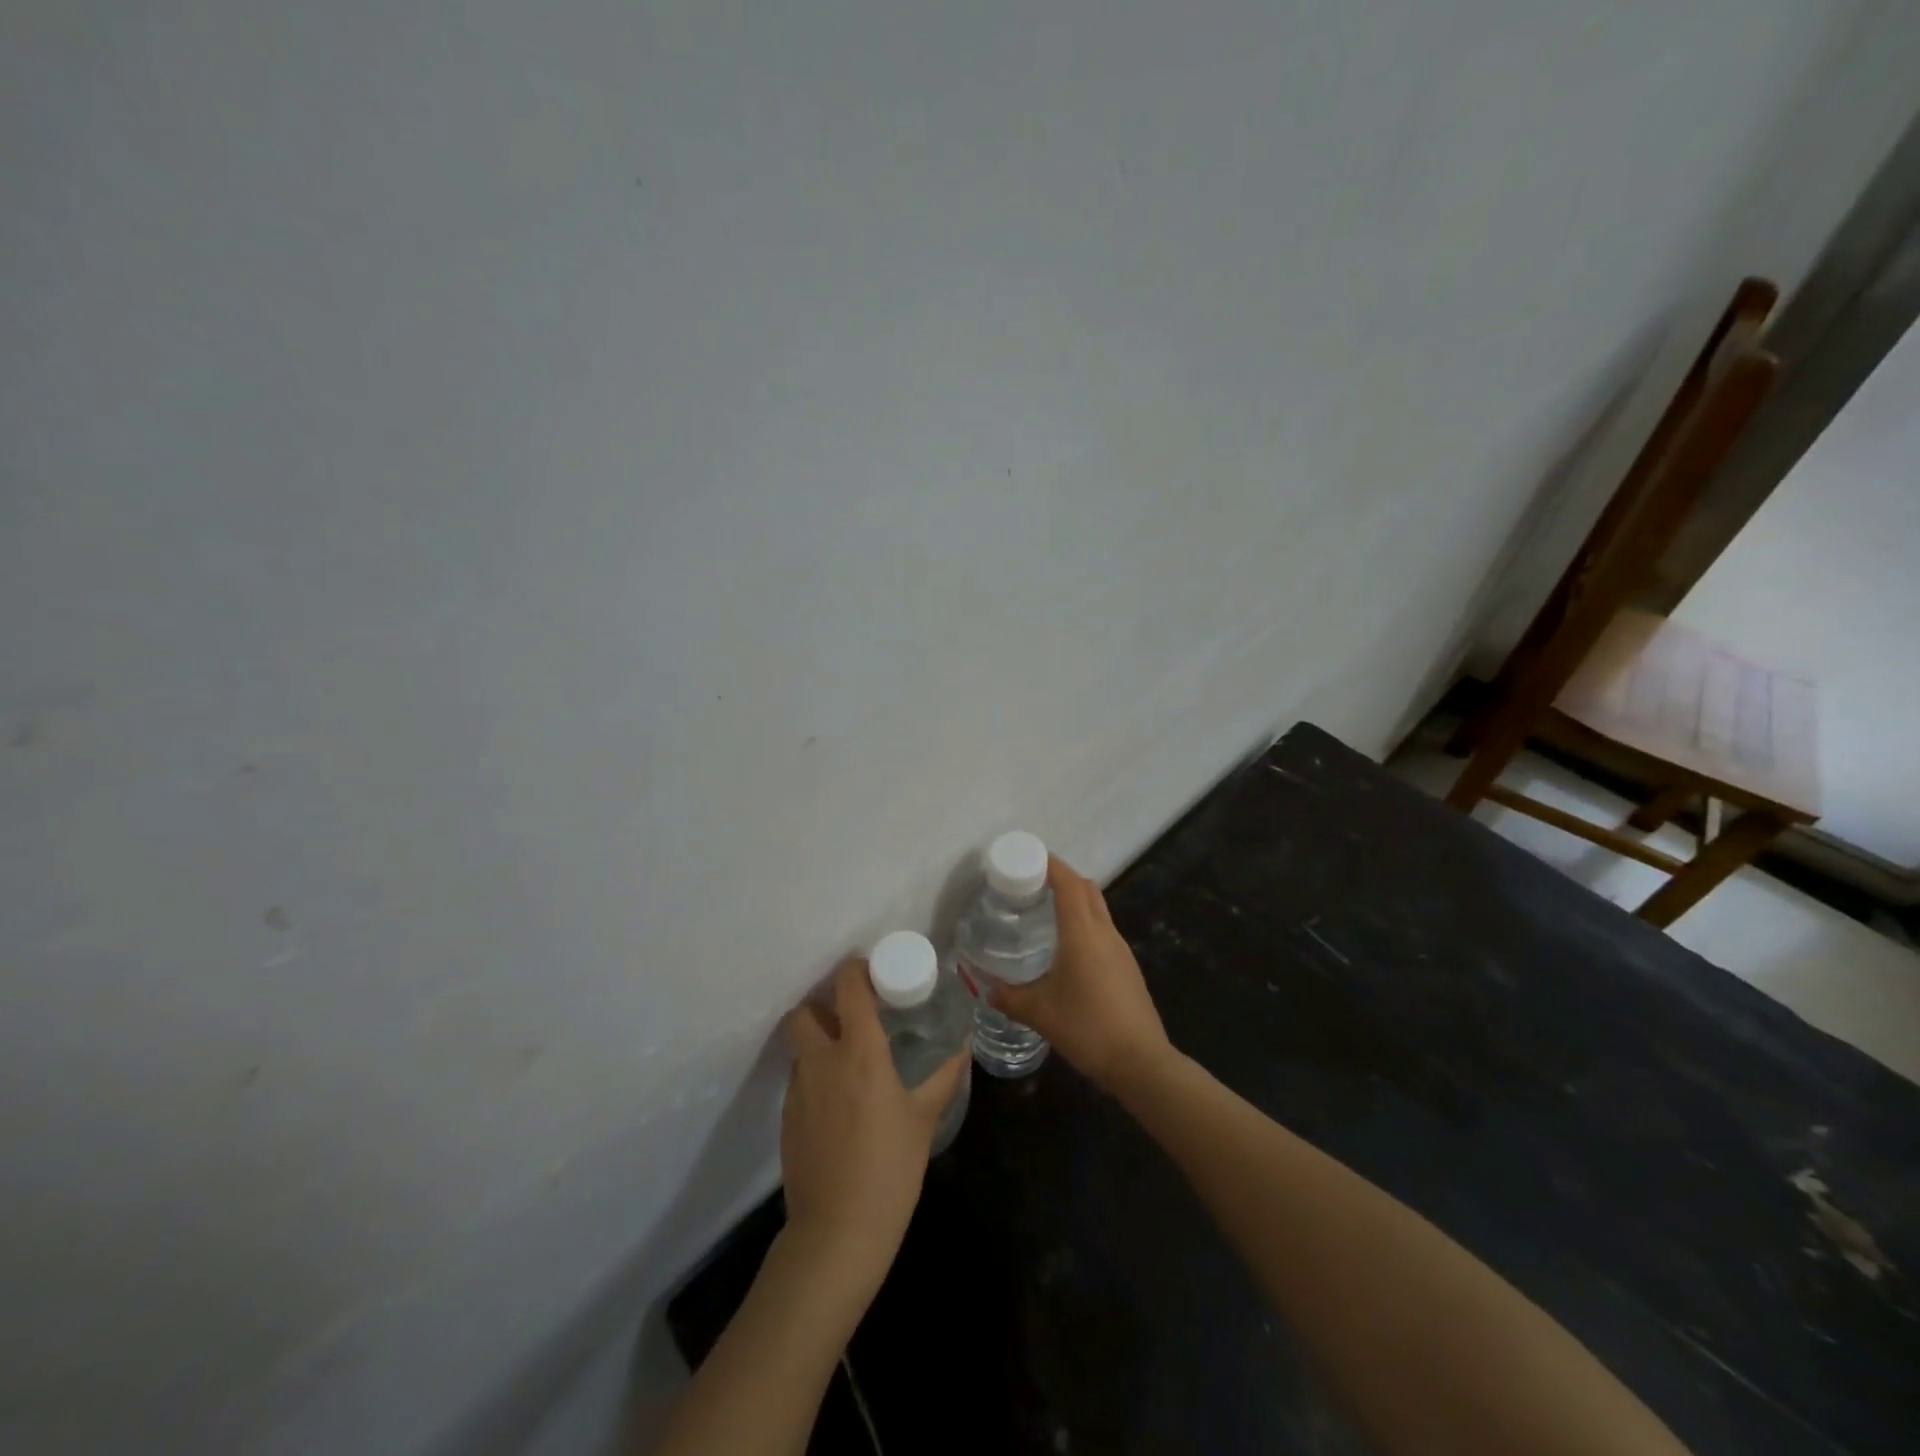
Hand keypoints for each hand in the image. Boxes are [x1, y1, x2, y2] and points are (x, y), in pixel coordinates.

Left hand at [780, 956, 967, 1292]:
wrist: (838, 1232)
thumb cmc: (890, 1169)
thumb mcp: (924, 1119)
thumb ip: (944, 1077)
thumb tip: (964, 1047)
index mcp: (860, 1052)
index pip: (848, 988)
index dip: (855, 970)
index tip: (870, 970)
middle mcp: (822, 1060)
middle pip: (804, 1012)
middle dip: (822, 1005)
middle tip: (850, 1015)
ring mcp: (798, 1090)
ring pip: (798, 1046)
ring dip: (816, 1040)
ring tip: (844, 1057)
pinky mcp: (786, 1118)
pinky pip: (797, 1079)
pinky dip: (812, 1074)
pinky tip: (836, 1100)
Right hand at [991, 856, 1171, 1093]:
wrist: (1141, 1062)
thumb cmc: (1087, 1028)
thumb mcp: (1039, 1013)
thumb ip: (1008, 997)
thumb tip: (984, 988)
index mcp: (1083, 932)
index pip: (1069, 882)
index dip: (1050, 864)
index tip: (1027, 856)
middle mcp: (1105, 932)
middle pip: (1086, 888)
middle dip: (1062, 877)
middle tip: (1031, 882)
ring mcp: (1120, 949)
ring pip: (1098, 909)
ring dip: (1075, 900)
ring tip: (1044, 911)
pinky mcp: (1127, 967)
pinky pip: (1103, 930)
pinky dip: (1084, 923)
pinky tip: (1066, 947)